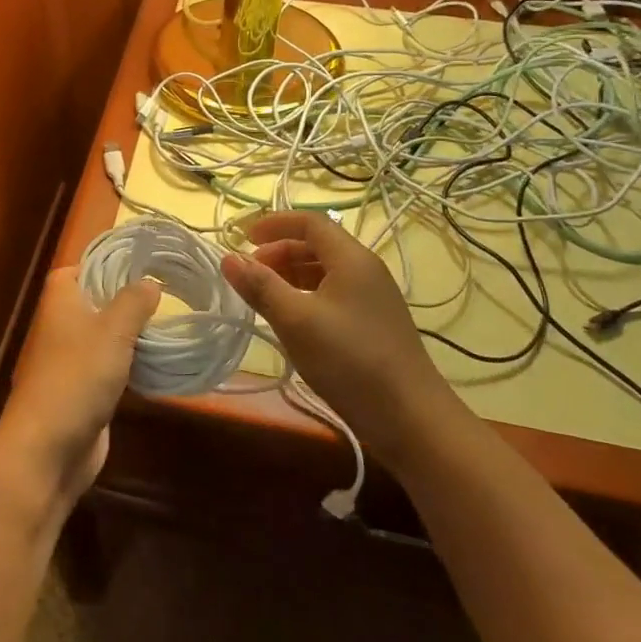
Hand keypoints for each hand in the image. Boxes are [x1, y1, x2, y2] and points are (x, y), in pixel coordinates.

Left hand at [0, 268, 160, 500]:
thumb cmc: (77, 375)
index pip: (78, 269)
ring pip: (106, 335)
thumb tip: (150, 282)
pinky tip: (161, 361)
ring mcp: (72, 360)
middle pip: (96, 301)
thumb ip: (134, 301)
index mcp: (61, 301)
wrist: (49, 447)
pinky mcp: (84, 390)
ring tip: (172, 322)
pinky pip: (111, 366)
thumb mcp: (113, 330)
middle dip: (127, 298)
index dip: (104, 264)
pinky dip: (132, 363)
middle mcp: (63, 325)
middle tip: (167, 292)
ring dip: (133, 333)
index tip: (140, 264)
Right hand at [220, 211, 447, 466]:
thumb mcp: (296, 321)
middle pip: (317, 245)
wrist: (412, 419)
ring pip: (325, 271)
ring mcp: (374, 299)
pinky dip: (306, 295)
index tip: (243, 238)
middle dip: (279, 251)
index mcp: (352, 259)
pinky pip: (334, 294)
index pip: (310, 222)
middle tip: (249, 273)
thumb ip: (261, 287)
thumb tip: (228, 258)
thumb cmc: (350, 361)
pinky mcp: (375, 325)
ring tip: (264, 296)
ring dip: (291, 274)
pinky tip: (292, 320)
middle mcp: (366, 270)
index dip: (275, 224)